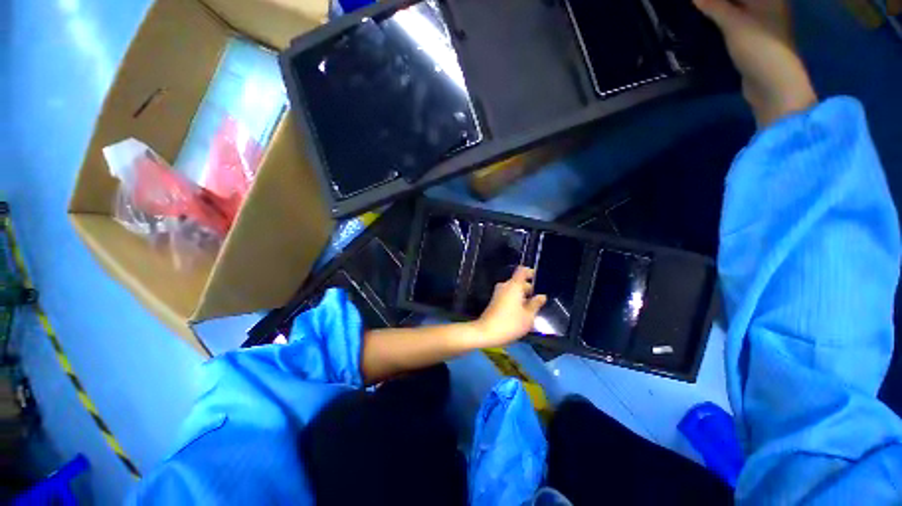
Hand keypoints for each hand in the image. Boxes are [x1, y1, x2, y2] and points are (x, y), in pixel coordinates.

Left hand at [472, 266, 546, 347]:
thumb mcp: (528, 316)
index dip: (530, 272)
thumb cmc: (510, 323)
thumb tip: (541, 296)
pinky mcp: (494, 301)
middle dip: (528, 289)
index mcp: (514, 286)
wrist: (486, 332)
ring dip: (522, 296)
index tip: (537, 277)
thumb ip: (535, 304)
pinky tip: (521, 313)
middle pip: (518, 282)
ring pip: (513, 290)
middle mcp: (505, 286)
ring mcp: (498, 293)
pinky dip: (515, 300)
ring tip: (531, 309)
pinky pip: (508, 296)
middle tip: (538, 301)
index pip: (522, 271)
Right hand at [694, 0, 817, 126]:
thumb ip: (714, 6)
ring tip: (699, 7)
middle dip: (717, 0)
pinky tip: (708, 22)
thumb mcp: (734, 23)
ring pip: (737, 8)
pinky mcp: (754, 39)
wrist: (773, 84)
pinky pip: (736, 22)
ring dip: (719, 7)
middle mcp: (768, 5)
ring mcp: (762, 23)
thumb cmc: (758, 47)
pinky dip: (722, 20)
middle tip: (699, 3)